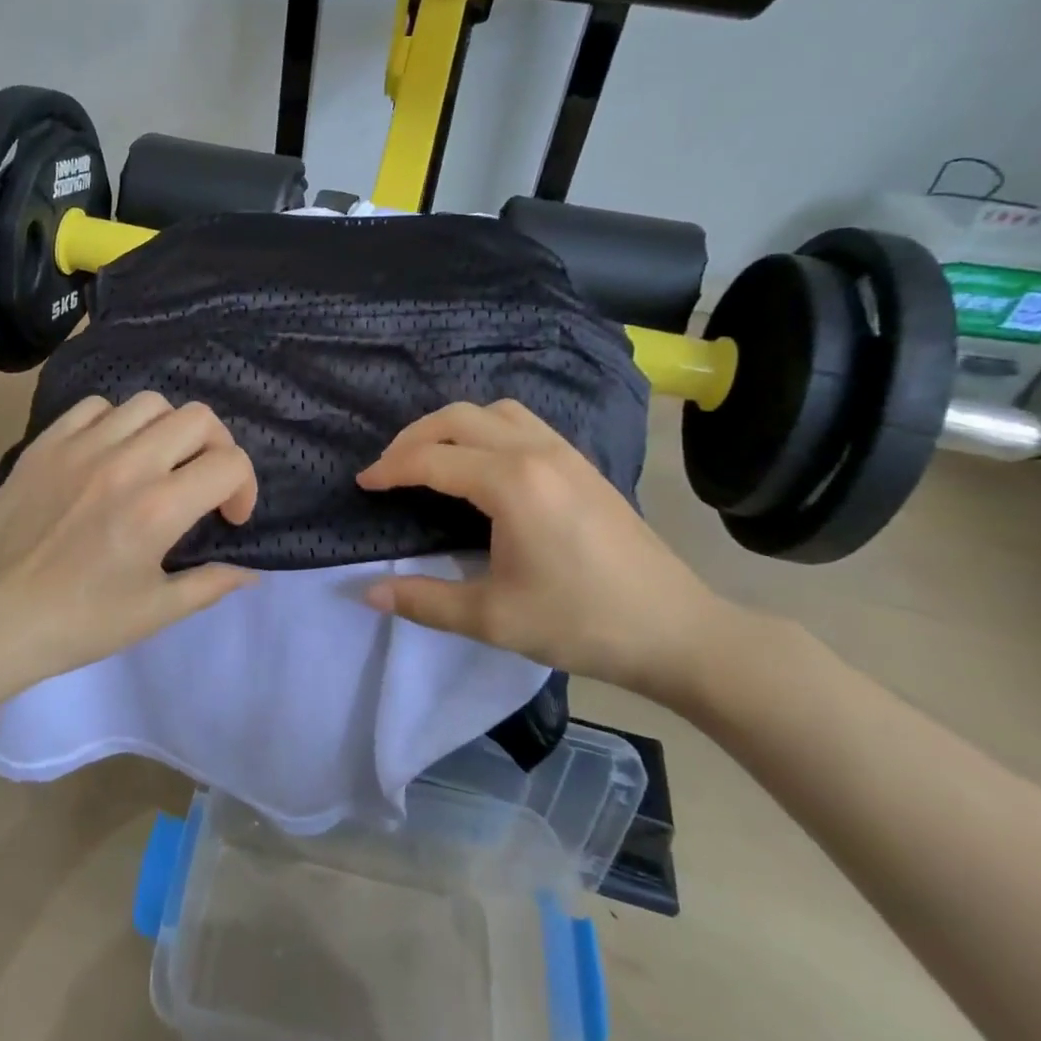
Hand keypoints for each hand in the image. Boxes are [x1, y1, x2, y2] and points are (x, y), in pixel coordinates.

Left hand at [0, 393, 258, 692]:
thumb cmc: (78, 623)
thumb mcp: (155, 612)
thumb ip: (211, 584)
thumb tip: (251, 571)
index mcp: (158, 508)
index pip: (229, 464)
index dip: (245, 487)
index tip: (229, 516)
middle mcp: (126, 464)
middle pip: (198, 418)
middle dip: (217, 448)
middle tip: (203, 481)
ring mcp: (81, 446)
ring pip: (149, 404)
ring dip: (169, 431)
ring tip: (157, 463)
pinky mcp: (46, 443)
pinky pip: (95, 407)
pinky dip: (116, 423)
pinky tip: (110, 454)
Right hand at [356, 399, 743, 704]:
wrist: (675, 630)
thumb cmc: (580, 623)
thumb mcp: (492, 618)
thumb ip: (423, 601)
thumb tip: (366, 593)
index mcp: (511, 484)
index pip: (432, 459)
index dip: (391, 468)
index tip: (364, 484)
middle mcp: (535, 452)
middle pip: (457, 418)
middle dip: (413, 437)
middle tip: (388, 469)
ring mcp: (563, 452)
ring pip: (492, 411)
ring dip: (451, 426)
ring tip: (430, 457)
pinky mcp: (580, 463)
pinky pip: (520, 422)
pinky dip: (484, 428)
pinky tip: (480, 462)